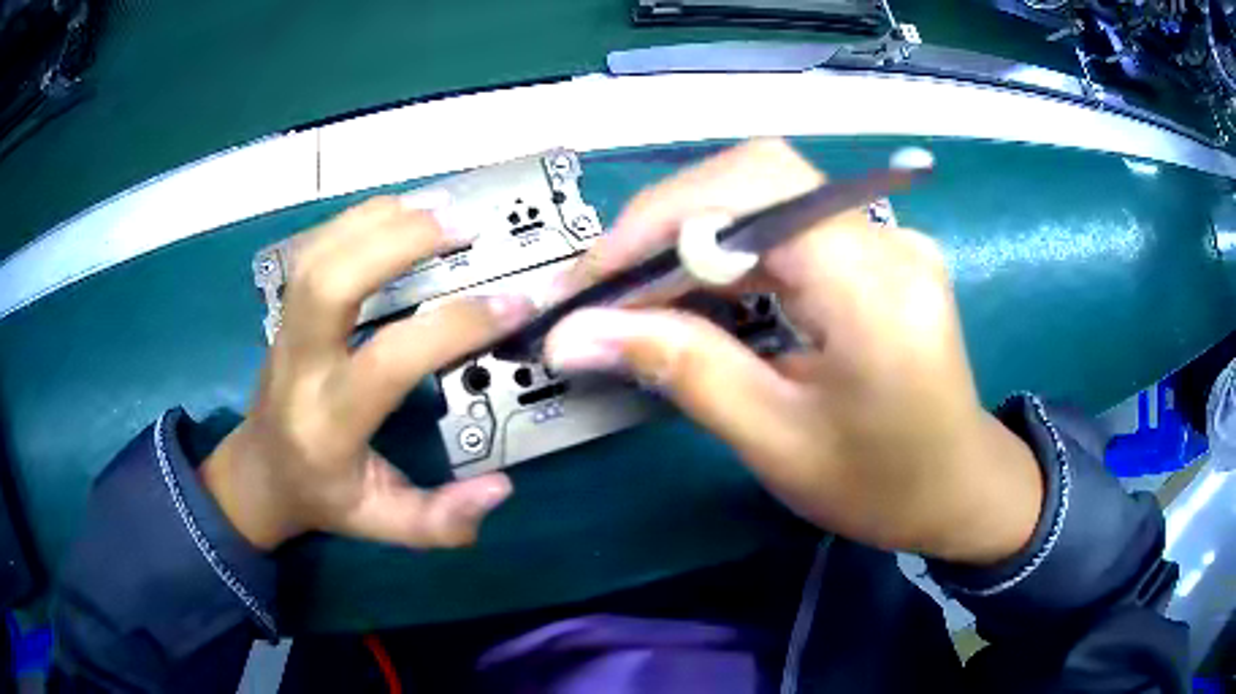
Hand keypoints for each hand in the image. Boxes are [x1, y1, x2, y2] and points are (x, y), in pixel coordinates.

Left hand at [202, 197, 532, 549]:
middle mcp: (300, 364)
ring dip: (380, 219)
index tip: (512, 303)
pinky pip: (315, 248)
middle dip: (397, 242)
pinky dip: (358, 219)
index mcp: (328, 422)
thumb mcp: (382, 527)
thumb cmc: (324, 498)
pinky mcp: (286, 309)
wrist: (261, 471)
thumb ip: (441, 522)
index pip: (388, 360)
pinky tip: (400, 212)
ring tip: (440, 208)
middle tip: (465, 227)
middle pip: (329, 281)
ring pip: (317, 254)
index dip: (453, 326)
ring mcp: (285, 328)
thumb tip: (500, 488)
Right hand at [544, 139, 1042, 564]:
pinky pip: (787, 226)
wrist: (958, 490)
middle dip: (667, 220)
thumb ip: (682, 370)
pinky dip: (727, 250)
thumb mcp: (776, 442)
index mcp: (873, 288)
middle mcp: (886, 240)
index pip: (757, 188)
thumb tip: (576, 335)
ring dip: (691, 234)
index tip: (595, 278)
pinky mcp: (877, 253)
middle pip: (758, 177)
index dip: (663, 215)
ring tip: (635, 292)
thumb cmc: (880, 486)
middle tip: (606, 284)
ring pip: (767, 196)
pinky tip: (696, 292)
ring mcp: (886, 240)